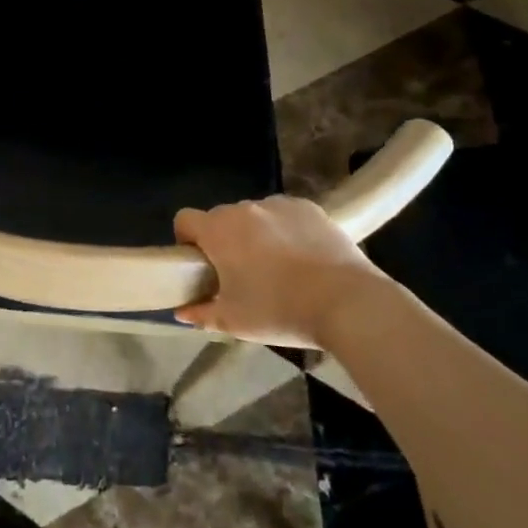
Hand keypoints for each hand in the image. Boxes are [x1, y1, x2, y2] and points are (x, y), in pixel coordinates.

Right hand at [173, 196, 379, 346]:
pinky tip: (303, 257)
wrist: (346, 302)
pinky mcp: (309, 208)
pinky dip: (286, 230)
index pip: (185, 219)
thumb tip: (181, 312)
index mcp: (218, 231)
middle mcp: (244, 209)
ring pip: (254, 216)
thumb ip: (201, 314)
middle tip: (240, 273)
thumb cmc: (280, 311)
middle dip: (224, 240)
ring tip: (278, 266)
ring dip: (255, 234)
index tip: (200, 264)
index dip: (186, 240)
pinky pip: (285, 215)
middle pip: (221, 218)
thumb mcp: (234, 322)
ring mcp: (278, 204)